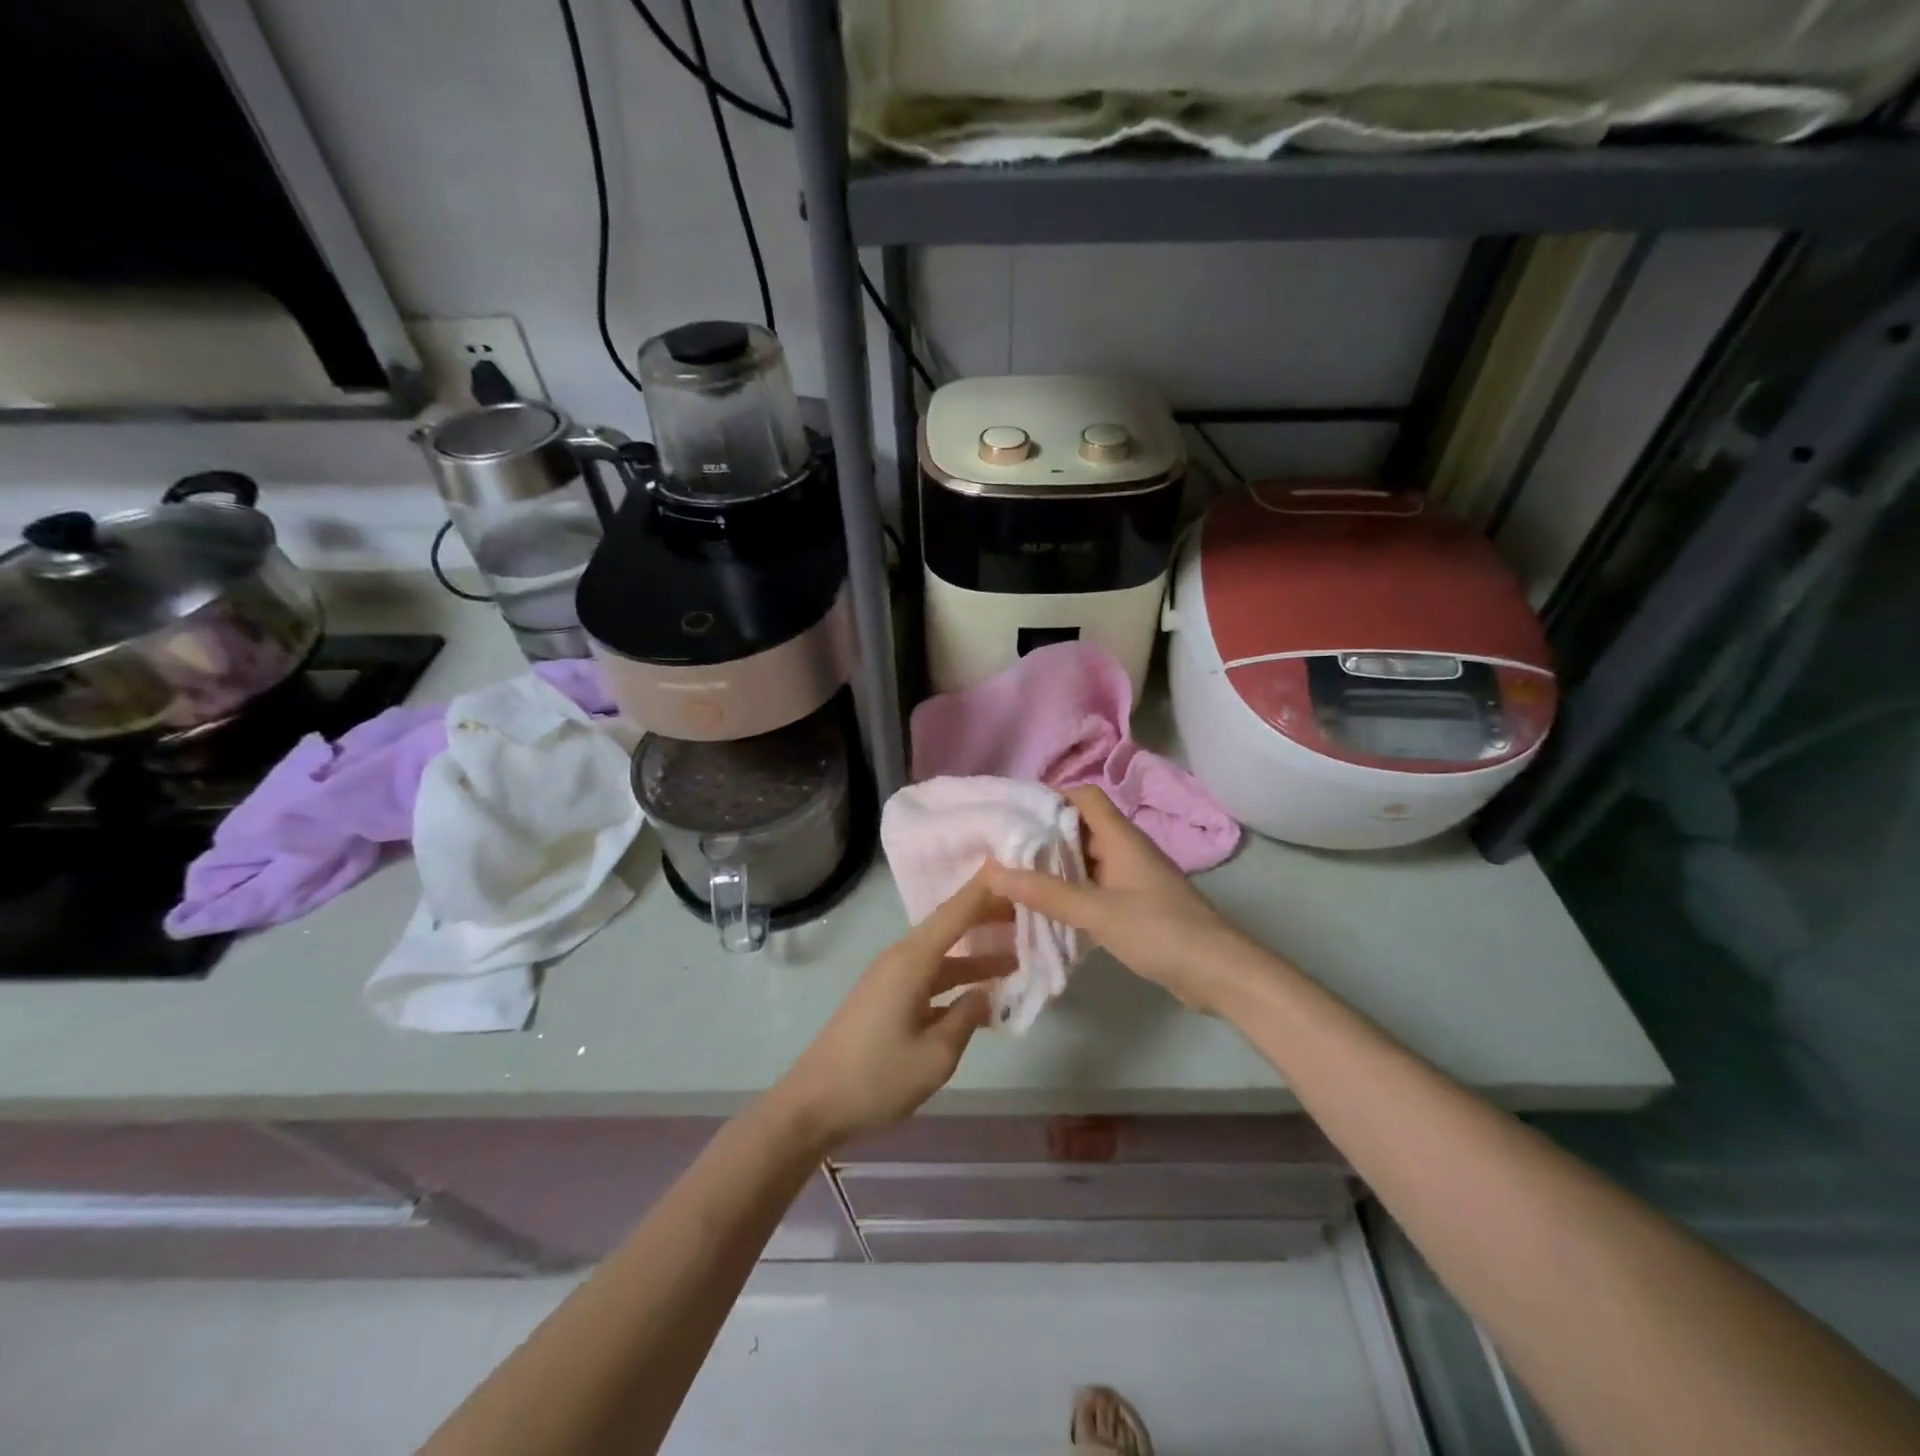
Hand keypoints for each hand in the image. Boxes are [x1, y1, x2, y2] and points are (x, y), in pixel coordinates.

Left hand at [774, 871, 1006, 1150]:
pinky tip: (981, 994)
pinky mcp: (886, 999)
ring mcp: (891, 980)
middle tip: (1026, 910)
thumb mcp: (935, 1056)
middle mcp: (900, 960)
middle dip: (985, 916)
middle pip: (949, 927)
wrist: (813, 1105)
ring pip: (942, 955)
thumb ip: (966, 1019)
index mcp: (910, 961)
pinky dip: (957, 980)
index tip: (1011, 866)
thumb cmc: (876, 1078)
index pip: (954, 913)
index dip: (983, 889)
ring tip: (1016, 954)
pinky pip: (930, 977)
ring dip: (975, 954)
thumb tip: (985, 995)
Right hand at [983, 786, 1249, 1014]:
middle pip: (1081, 828)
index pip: (1084, 797)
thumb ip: (1046, 892)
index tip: (1015, 815)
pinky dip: (1072, 892)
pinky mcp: (1137, 905)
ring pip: (1087, 860)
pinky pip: (1096, 887)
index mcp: (1121, 837)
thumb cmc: (1159, 930)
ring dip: (1056, 867)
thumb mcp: (1097, 911)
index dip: (1051, 798)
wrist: (1218, 972)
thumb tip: (993, 871)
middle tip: (1005, 851)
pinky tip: (1048, 910)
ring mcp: (1133, 878)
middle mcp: (1127, 850)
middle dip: (1045, 836)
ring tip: (1017, 880)